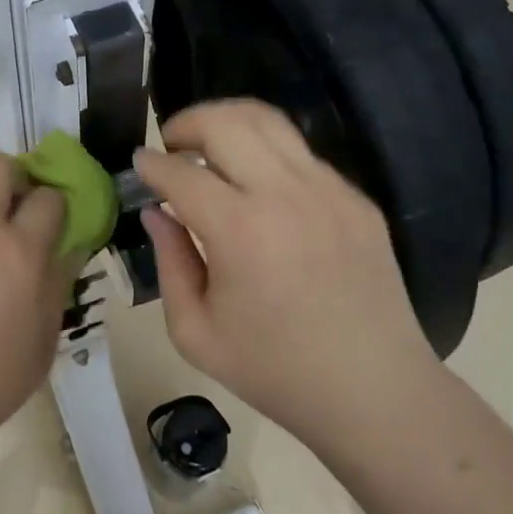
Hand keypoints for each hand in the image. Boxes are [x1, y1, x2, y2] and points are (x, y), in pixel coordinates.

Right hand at [134, 99, 442, 453]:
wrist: (374, 392)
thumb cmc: (275, 372)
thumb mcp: (196, 333)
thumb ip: (169, 262)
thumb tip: (156, 212)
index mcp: (240, 231)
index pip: (181, 172)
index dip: (151, 164)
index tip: (138, 164)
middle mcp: (285, 195)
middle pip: (225, 122)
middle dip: (187, 122)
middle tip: (171, 144)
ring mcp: (329, 190)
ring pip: (269, 121)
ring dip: (228, 122)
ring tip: (210, 146)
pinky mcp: (357, 198)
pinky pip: (302, 154)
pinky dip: (268, 153)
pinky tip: (259, 187)